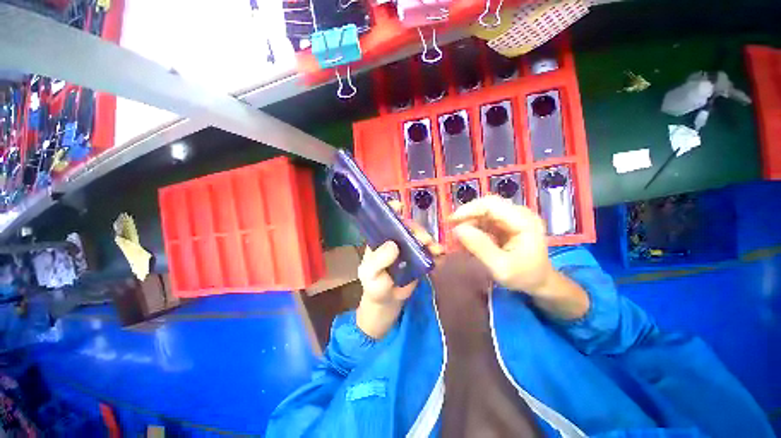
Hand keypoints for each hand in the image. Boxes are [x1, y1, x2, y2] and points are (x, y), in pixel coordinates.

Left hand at [356, 201, 442, 338]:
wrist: (388, 302)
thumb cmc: (375, 285)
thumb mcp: (370, 275)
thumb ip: (378, 261)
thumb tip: (393, 245)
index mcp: (380, 239)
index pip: (385, 219)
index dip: (392, 210)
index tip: (400, 206)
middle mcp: (396, 239)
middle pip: (408, 227)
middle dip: (418, 230)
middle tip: (425, 240)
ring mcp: (409, 248)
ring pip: (421, 236)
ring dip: (430, 240)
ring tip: (436, 250)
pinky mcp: (420, 258)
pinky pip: (429, 250)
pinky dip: (437, 251)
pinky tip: (440, 255)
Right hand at [449, 196, 588, 318]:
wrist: (540, 281)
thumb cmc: (524, 276)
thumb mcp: (501, 267)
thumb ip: (480, 247)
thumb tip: (457, 230)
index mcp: (524, 221)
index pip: (491, 204)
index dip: (468, 209)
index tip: (451, 221)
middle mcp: (518, 213)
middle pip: (486, 205)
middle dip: (466, 216)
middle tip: (452, 230)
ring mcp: (512, 217)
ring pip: (483, 212)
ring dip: (468, 223)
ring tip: (459, 239)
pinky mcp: (506, 222)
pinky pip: (485, 220)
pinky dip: (473, 228)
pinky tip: (468, 240)